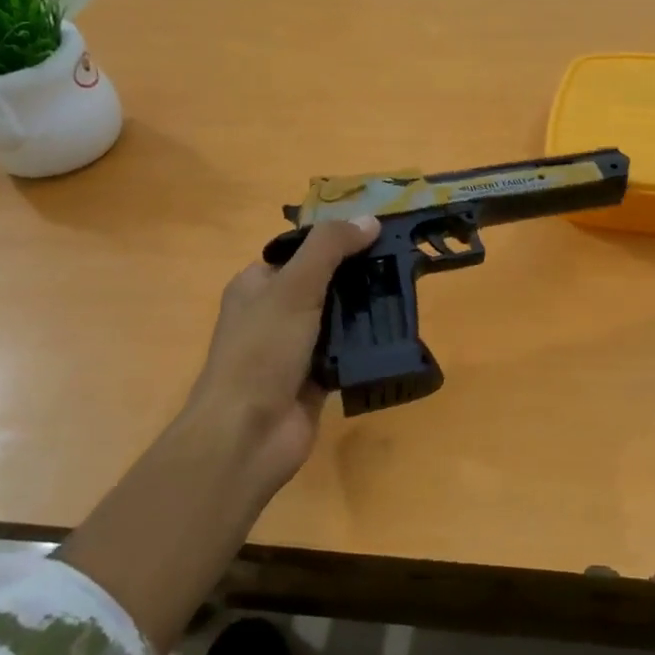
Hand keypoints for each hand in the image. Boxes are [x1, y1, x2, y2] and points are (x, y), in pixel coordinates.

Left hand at [179, 215, 380, 509]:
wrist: (247, 435)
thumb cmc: (262, 351)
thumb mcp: (295, 287)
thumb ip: (330, 248)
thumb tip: (370, 219)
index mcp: (257, 285)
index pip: (301, 251)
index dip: (336, 240)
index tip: (377, 234)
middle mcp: (273, 313)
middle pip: (324, 282)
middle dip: (358, 274)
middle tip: (401, 262)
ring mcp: (293, 348)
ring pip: (337, 317)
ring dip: (365, 309)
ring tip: (407, 291)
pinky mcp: (314, 378)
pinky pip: (346, 351)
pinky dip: (365, 344)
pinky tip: (396, 332)